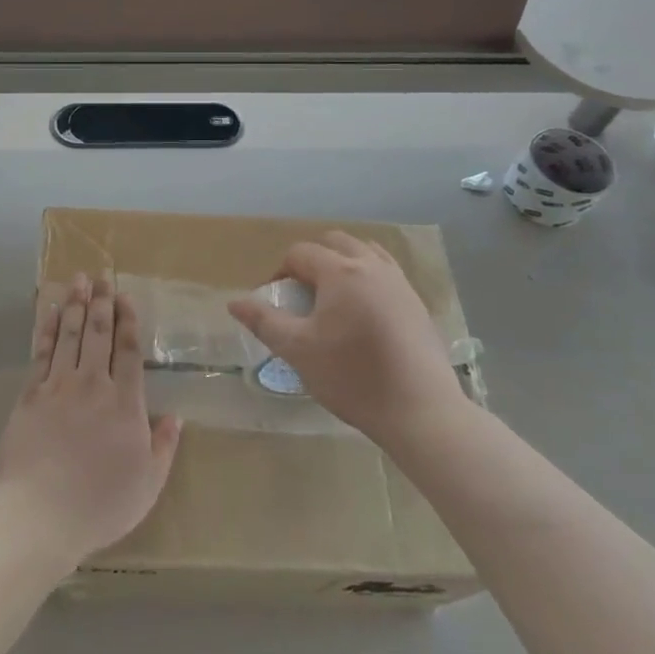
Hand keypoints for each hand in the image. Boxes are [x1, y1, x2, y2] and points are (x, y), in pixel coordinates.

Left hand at [0, 274, 179, 568]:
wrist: (40, 514)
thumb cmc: (100, 504)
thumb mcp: (148, 484)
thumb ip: (164, 447)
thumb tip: (176, 417)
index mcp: (125, 404)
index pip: (129, 351)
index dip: (128, 320)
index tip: (125, 297)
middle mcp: (93, 385)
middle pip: (98, 333)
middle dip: (101, 302)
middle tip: (101, 276)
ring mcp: (59, 386)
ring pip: (70, 335)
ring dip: (75, 304)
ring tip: (78, 280)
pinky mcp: (30, 395)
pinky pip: (41, 353)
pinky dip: (47, 328)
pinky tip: (50, 311)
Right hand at [227, 233, 464, 443]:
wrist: (420, 411)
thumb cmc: (352, 377)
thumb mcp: (298, 351)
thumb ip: (264, 321)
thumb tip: (234, 302)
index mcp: (340, 272)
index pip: (300, 253)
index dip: (281, 272)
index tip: (277, 302)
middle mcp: (372, 266)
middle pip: (336, 242)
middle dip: (313, 260)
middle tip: (303, 295)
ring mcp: (400, 283)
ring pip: (366, 253)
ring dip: (343, 264)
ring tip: (333, 299)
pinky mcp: (417, 304)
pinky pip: (387, 273)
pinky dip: (368, 279)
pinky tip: (364, 315)